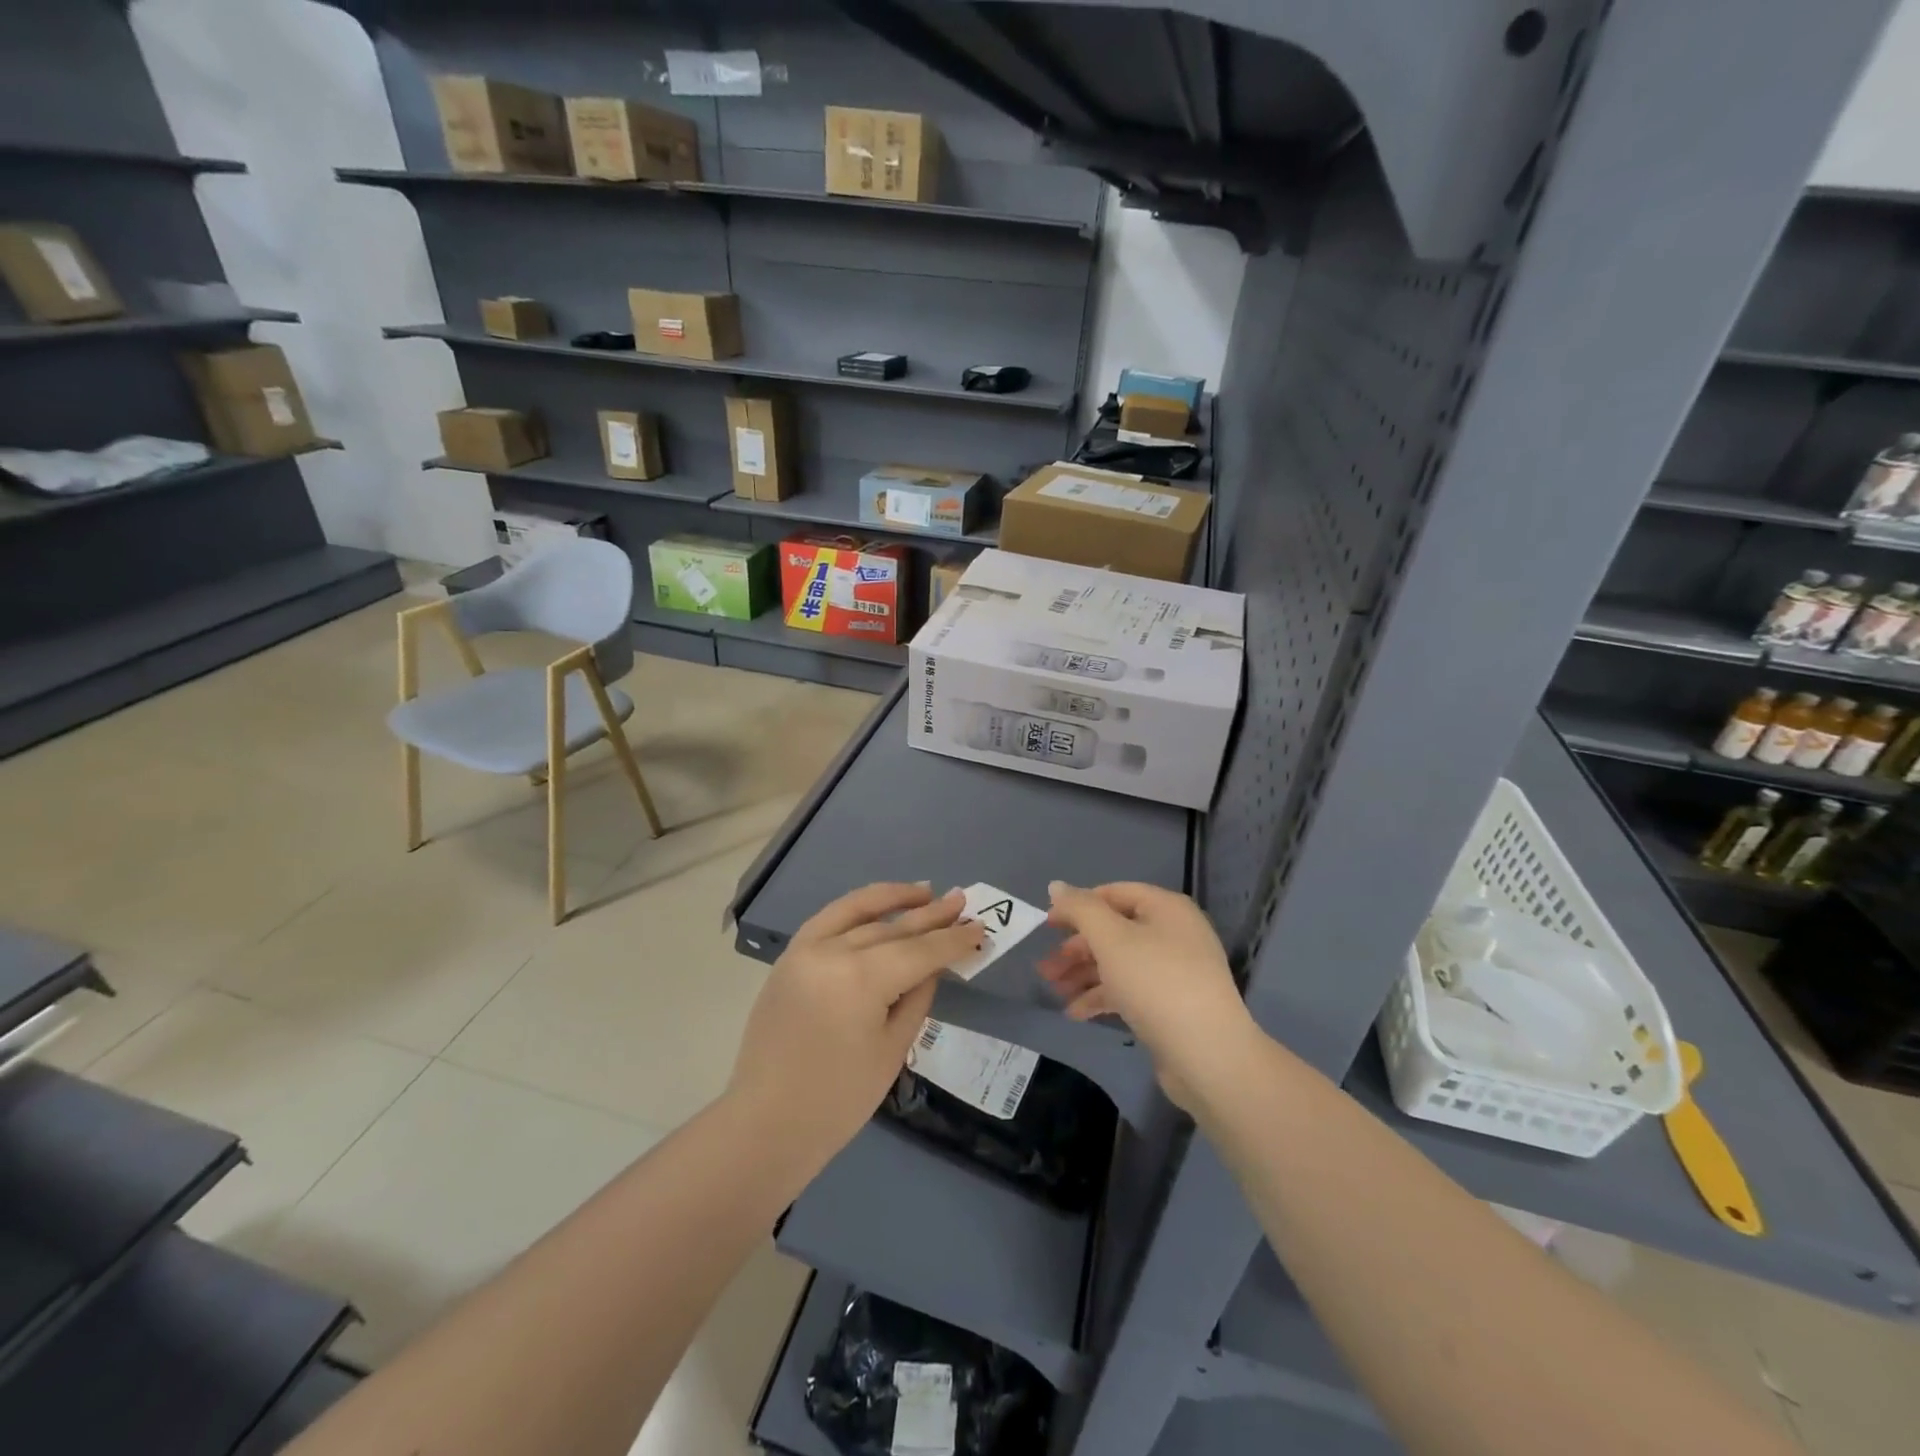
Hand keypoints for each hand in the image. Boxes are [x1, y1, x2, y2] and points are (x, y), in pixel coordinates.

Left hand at [727, 883, 984, 1169]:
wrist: (767, 1123)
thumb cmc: (838, 1100)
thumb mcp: (892, 1049)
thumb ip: (917, 997)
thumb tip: (932, 964)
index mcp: (861, 979)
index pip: (919, 951)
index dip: (952, 941)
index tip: (979, 928)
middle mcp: (832, 952)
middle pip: (893, 928)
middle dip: (931, 916)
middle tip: (962, 901)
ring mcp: (805, 950)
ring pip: (859, 915)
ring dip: (895, 900)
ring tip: (926, 891)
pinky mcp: (789, 957)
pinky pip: (828, 919)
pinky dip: (856, 907)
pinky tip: (879, 904)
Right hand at [1038, 881, 1253, 1109]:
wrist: (1207, 1055)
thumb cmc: (1156, 983)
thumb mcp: (1111, 939)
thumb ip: (1081, 909)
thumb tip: (1056, 885)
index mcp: (1166, 908)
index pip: (1114, 893)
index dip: (1078, 906)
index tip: (1047, 926)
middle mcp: (1173, 933)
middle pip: (1114, 930)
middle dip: (1076, 949)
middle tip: (1045, 968)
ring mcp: (1175, 971)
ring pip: (1119, 963)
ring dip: (1084, 974)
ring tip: (1054, 991)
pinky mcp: (1172, 1004)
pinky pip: (1131, 990)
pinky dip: (1103, 996)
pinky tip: (1076, 1013)